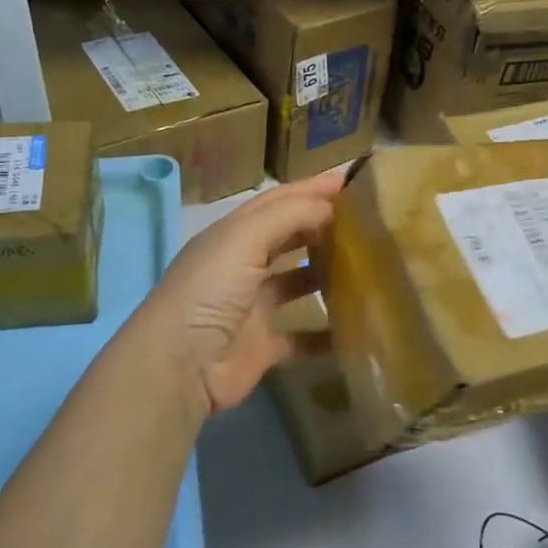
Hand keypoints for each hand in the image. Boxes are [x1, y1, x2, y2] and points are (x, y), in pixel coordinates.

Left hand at [132, 171, 344, 422]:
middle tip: (366, 222)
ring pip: (296, 283)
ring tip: (367, 266)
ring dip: (325, 274)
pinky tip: (357, 325)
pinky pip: (303, 336)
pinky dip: (326, 332)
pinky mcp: (263, 346)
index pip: (277, 202)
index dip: (311, 189)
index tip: (352, 181)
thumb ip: (288, 215)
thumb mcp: (244, 238)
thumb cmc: (210, 290)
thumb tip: (330, 204)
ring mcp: (253, 307)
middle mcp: (242, 266)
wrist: (181, 365)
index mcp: (233, 235)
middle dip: (322, 227)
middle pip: (288, 239)